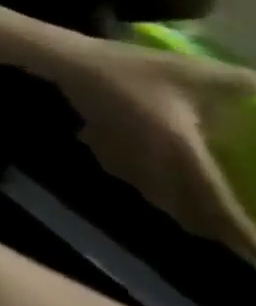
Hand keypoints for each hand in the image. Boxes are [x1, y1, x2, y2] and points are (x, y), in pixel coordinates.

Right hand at [49, 38, 255, 257]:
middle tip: (242, 243)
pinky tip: (154, 183)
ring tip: (205, 221)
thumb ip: (250, 85)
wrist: (68, 61)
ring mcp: (125, 158)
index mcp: (182, 152)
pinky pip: (134, 181)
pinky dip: (153, 191)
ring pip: (160, 199)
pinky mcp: (106, 149)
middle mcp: (154, 164)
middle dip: (217, 232)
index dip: (243, 236)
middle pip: (188, 211)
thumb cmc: (134, 68)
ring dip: (185, 214)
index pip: (218, 205)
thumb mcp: (199, 72)